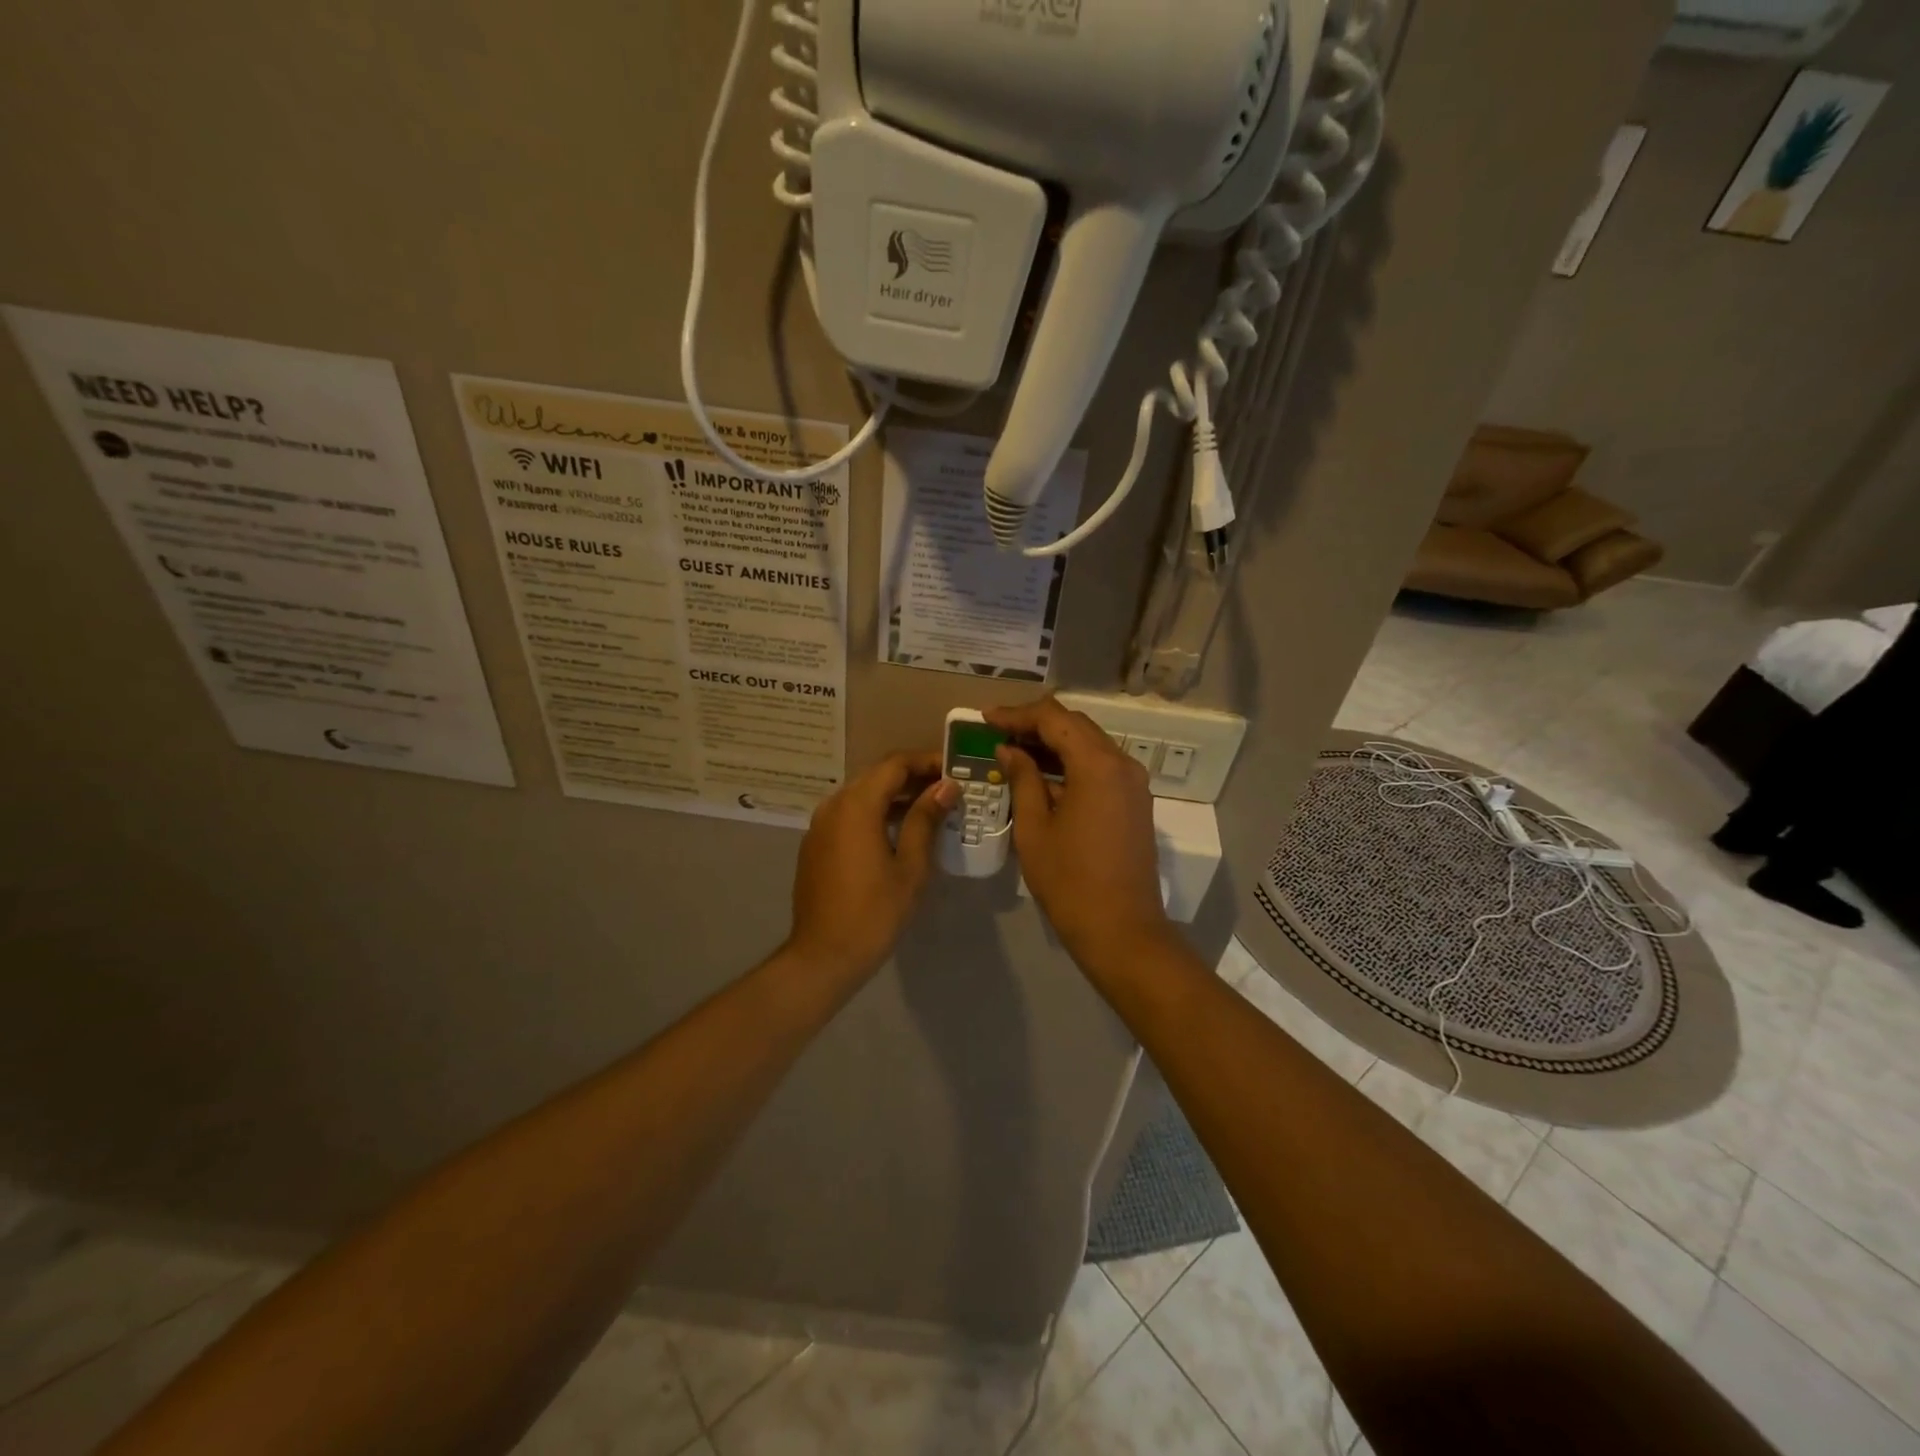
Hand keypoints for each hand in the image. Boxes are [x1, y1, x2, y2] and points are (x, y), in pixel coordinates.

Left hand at [786, 751, 957, 981]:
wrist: (823, 956)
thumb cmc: (874, 912)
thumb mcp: (910, 866)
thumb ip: (925, 819)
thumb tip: (946, 787)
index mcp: (856, 805)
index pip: (895, 764)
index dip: (927, 761)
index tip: (955, 770)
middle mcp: (833, 805)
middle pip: (877, 776)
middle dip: (913, 777)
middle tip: (948, 789)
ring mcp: (820, 825)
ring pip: (862, 795)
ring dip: (895, 796)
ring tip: (931, 809)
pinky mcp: (816, 844)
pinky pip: (849, 815)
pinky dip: (875, 813)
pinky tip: (899, 831)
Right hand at [986, 698, 1173, 972]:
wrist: (1121, 930)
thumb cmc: (1070, 881)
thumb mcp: (1034, 828)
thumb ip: (1022, 779)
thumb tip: (1009, 750)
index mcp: (1097, 765)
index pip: (1054, 719)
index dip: (1018, 714)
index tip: (986, 718)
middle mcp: (1122, 764)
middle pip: (1076, 725)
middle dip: (1035, 724)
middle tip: (997, 731)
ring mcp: (1133, 783)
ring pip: (1090, 744)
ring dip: (1054, 742)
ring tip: (1014, 749)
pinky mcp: (1135, 802)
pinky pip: (1101, 767)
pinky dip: (1071, 762)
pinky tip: (1042, 774)